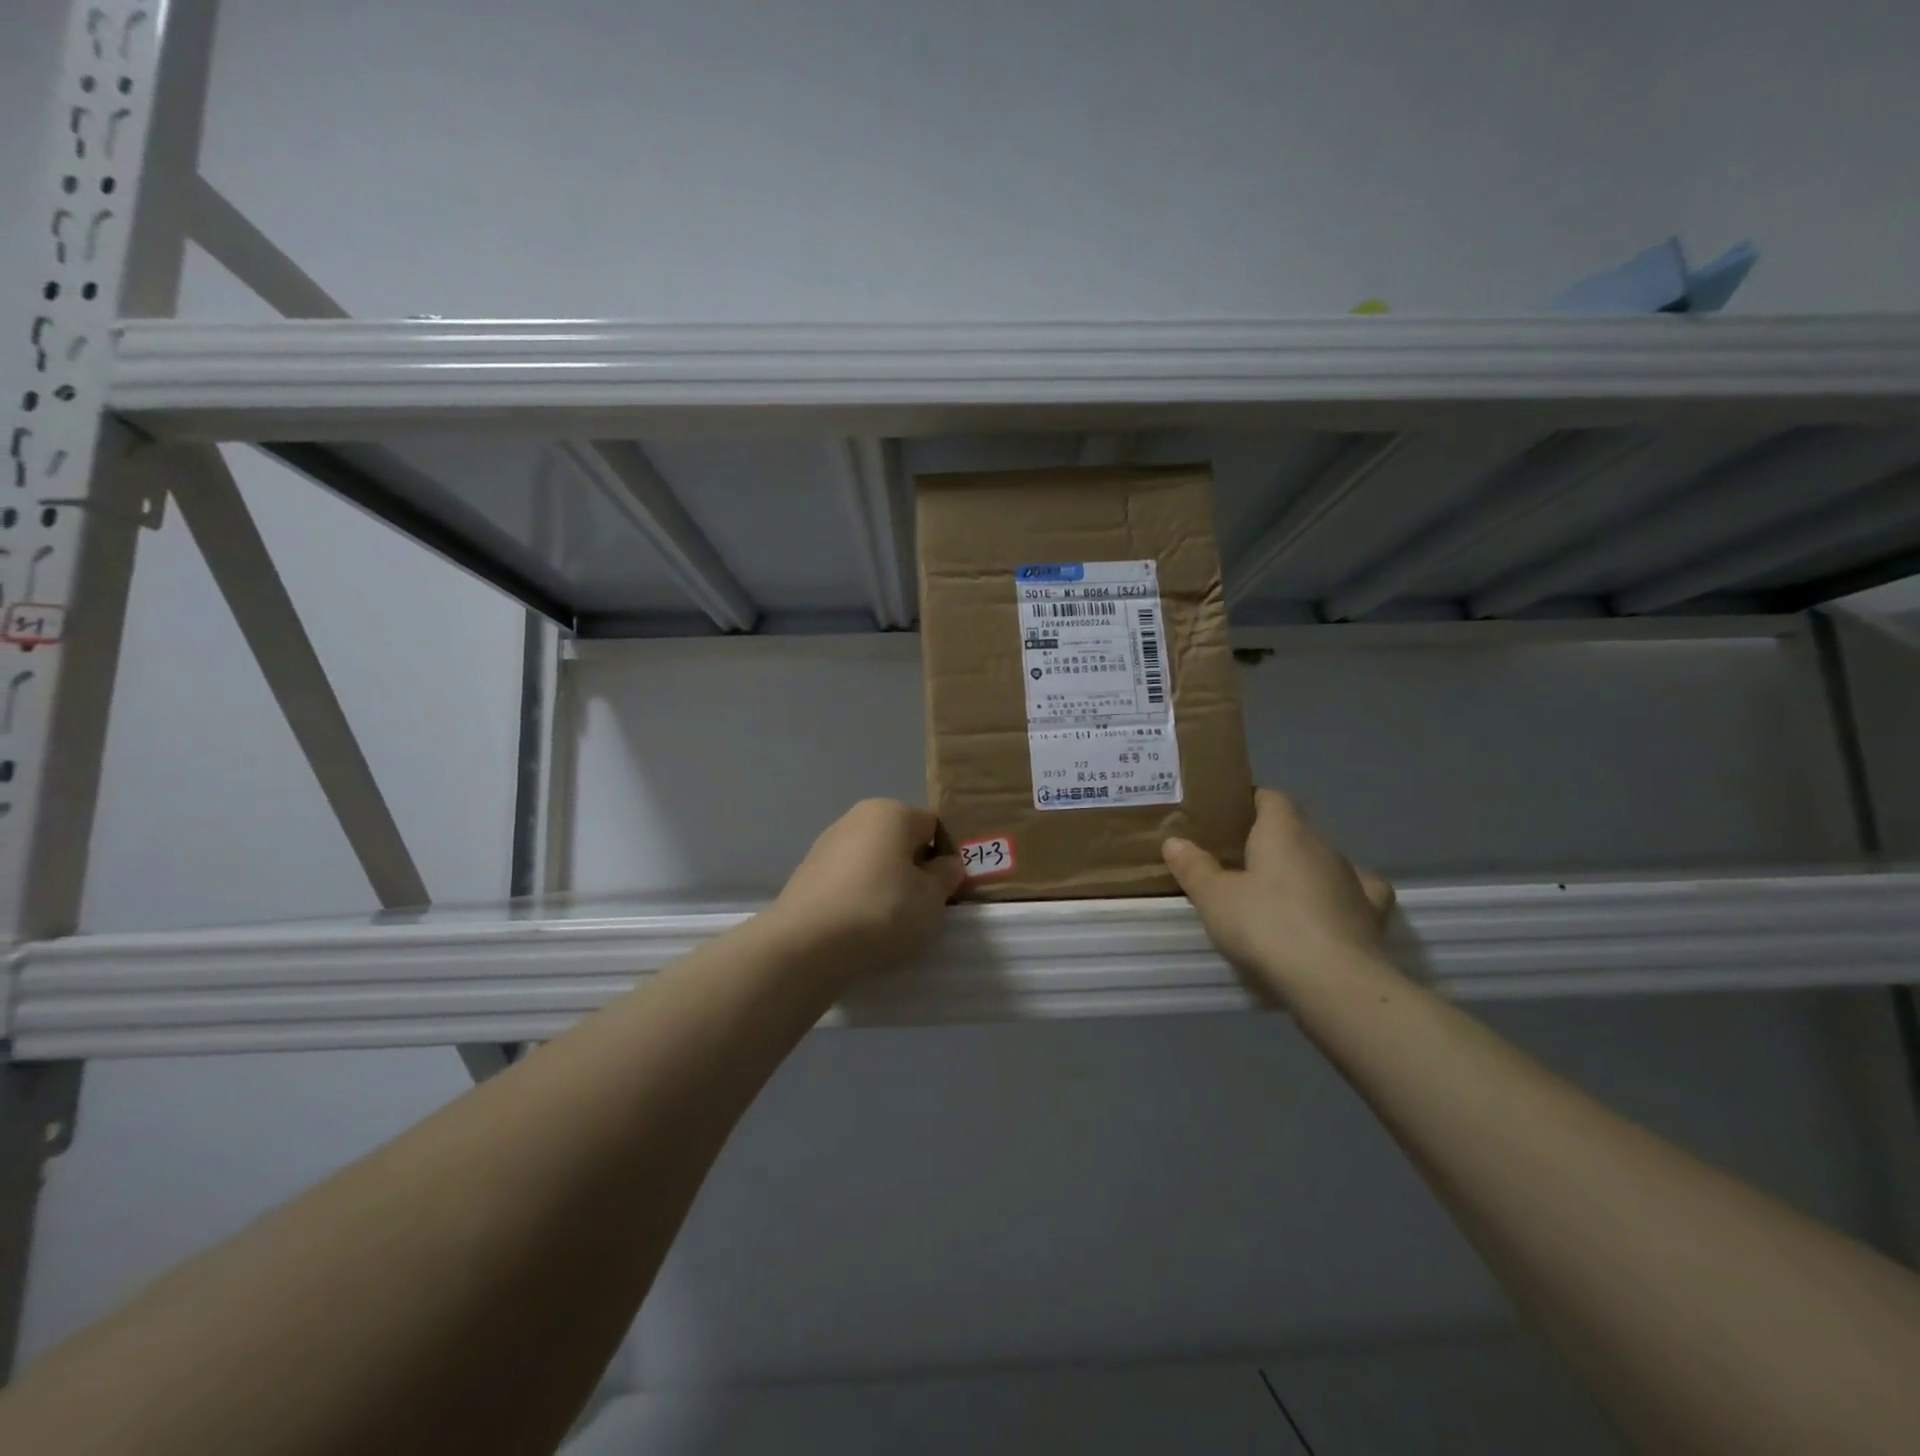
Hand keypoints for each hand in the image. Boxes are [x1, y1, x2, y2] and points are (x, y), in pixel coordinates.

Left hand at [769, 799, 964, 975]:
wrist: (806, 945)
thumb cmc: (881, 911)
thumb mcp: (931, 899)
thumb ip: (946, 876)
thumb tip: (947, 864)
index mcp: (891, 812)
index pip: (933, 826)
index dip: (946, 858)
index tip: (946, 891)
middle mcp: (857, 817)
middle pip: (901, 841)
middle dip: (914, 869)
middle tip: (921, 908)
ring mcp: (827, 843)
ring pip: (873, 861)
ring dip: (886, 884)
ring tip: (889, 922)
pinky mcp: (807, 872)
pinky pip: (848, 879)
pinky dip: (859, 896)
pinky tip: (860, 926)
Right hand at [1162, 788, 1394, 999]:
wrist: (1334, 982)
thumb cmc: (1266, 927)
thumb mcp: (1213, 898)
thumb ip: (1194, 867)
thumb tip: (1174, 841)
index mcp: (1284, 832)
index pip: (1270, 798)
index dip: (1249, 802)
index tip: (1227, 818)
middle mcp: (1322, 846)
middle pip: (1294, 831)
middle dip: (1269, 842)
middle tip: (1237, 862)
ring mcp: (1351, 879)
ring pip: (1322, 861)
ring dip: (1301, 870)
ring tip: (1275, 893)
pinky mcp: (1371, 914)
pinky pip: (1354, 892)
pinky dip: (1339, 896)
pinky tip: (1328, 908)